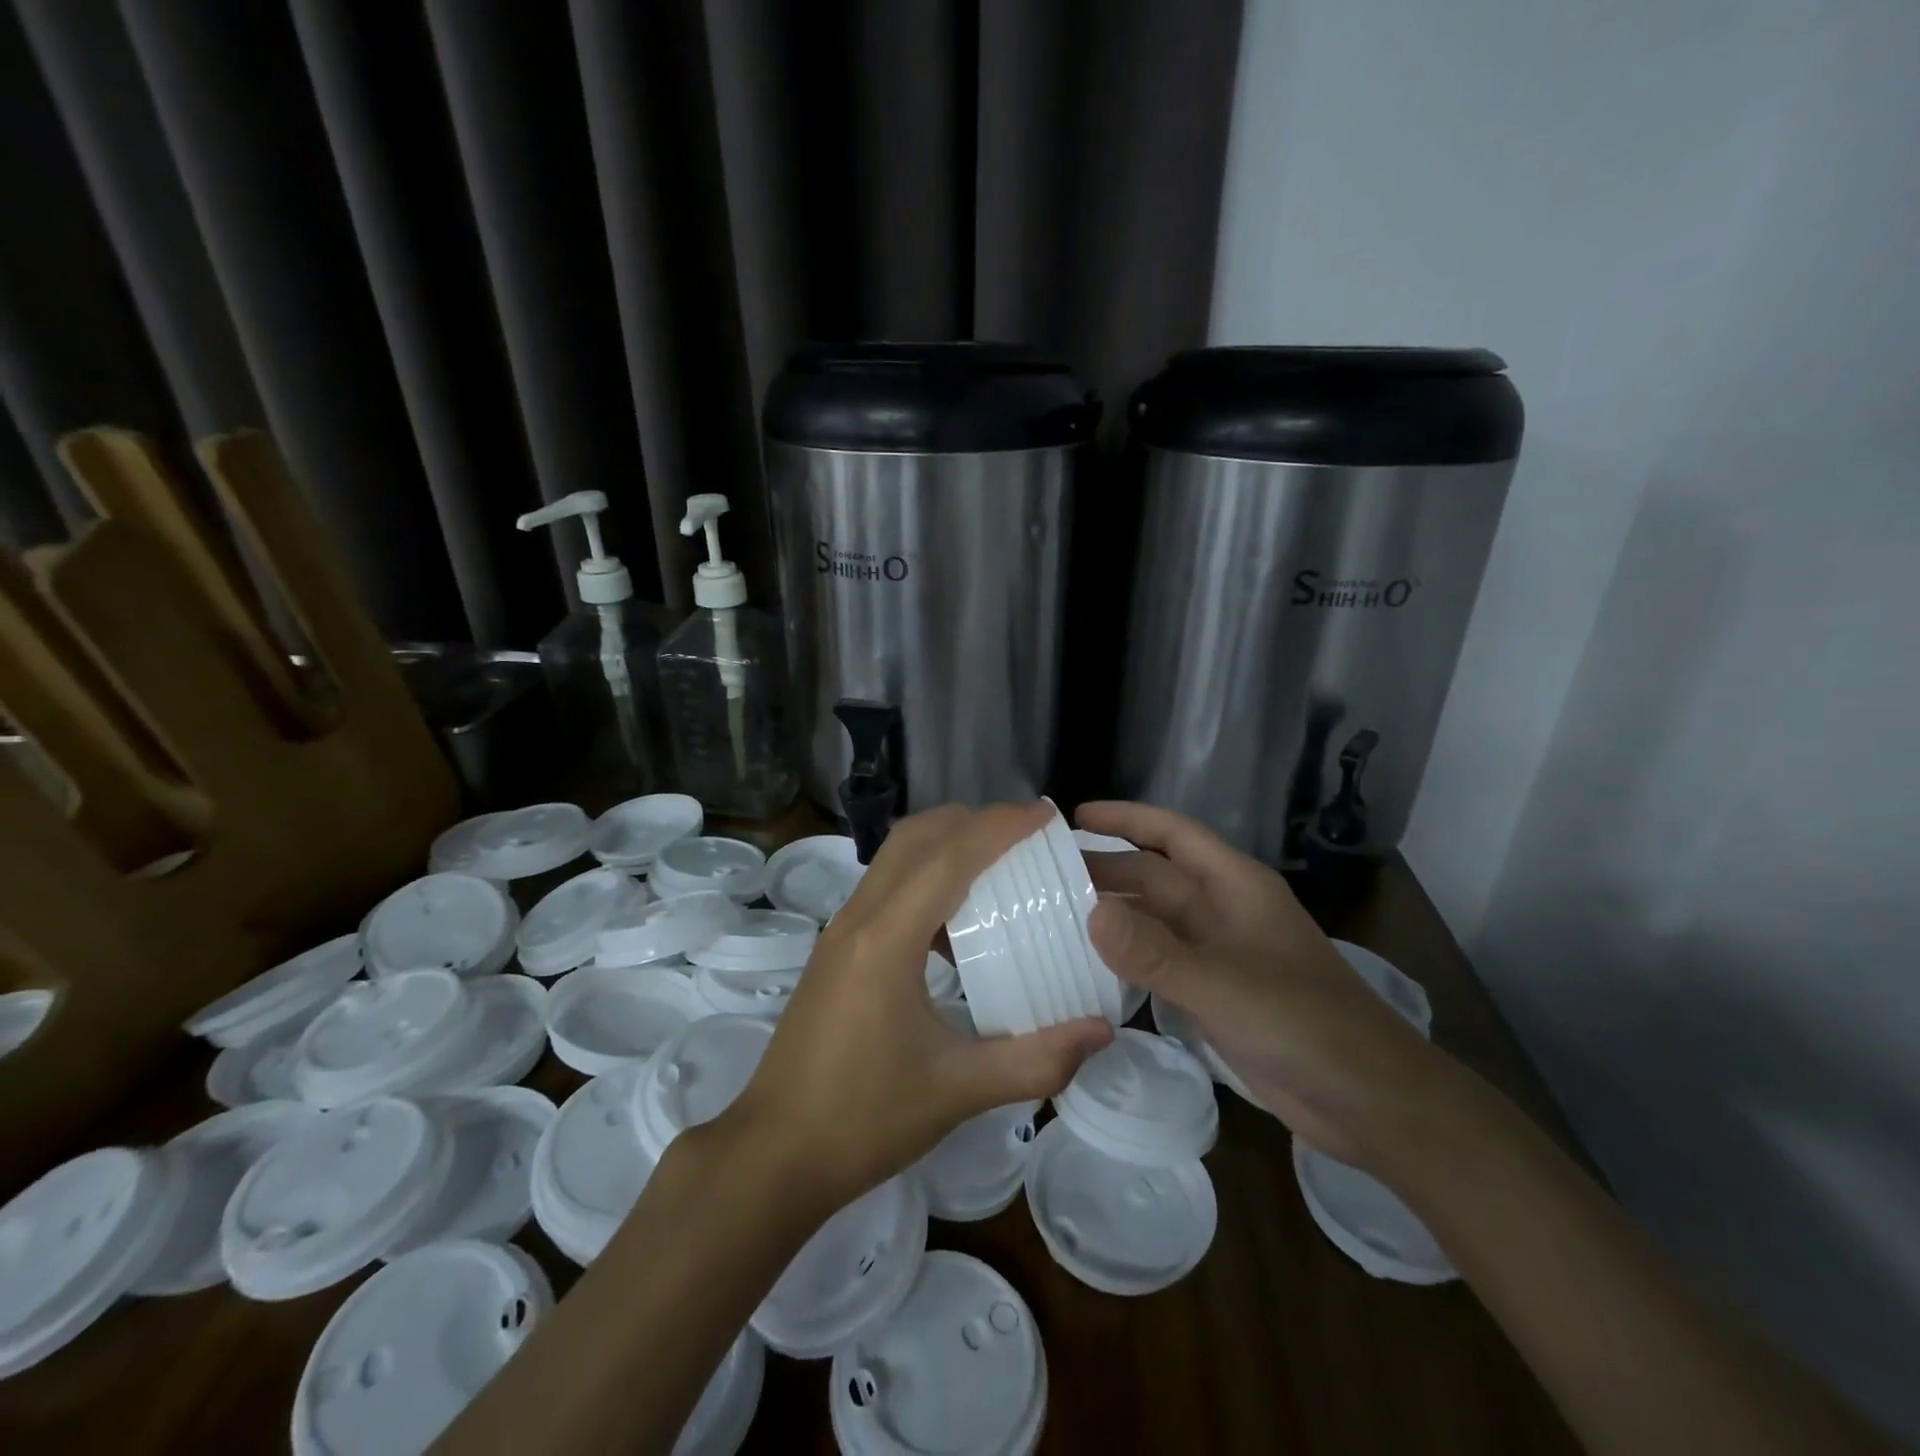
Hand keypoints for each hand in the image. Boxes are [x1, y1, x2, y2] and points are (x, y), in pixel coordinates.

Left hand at [720, 803, 1113, 1211]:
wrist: (774, 1155)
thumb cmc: (863, 1120)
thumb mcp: (958, 1092)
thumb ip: (1036, 1061)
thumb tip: (1103, 1030)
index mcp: (886, 939)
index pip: (949, 857)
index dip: (1000, 827)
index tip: (1046, 814)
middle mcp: (858, 919)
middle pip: (915, 837)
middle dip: (971, 821)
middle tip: (1025, 834)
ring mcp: (840, 932)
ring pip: (895, 858)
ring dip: (945, 845)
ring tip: (999, 865)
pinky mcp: (835, 951)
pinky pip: (885, 889)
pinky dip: (924, 878)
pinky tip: (956, 924)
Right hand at [1077, 800, 1452, 1167]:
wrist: (1372, 1104)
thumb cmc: (1307, 1026)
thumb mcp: (1226, 985)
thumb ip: (1156, 952)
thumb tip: (1088, 912)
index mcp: (1234, 887)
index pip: (1172, 834)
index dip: (1126, 819)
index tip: (1072, 817)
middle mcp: (1222, 912)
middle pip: (1155, 878)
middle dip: (1105, 871)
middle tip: (1042, 876)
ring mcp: (1218, 955)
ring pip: (1153, 922)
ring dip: (1111, 917)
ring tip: (1051, 917)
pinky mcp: (1213, 995)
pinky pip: (1158, 964)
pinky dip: (1125, 960)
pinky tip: (1087, 966)